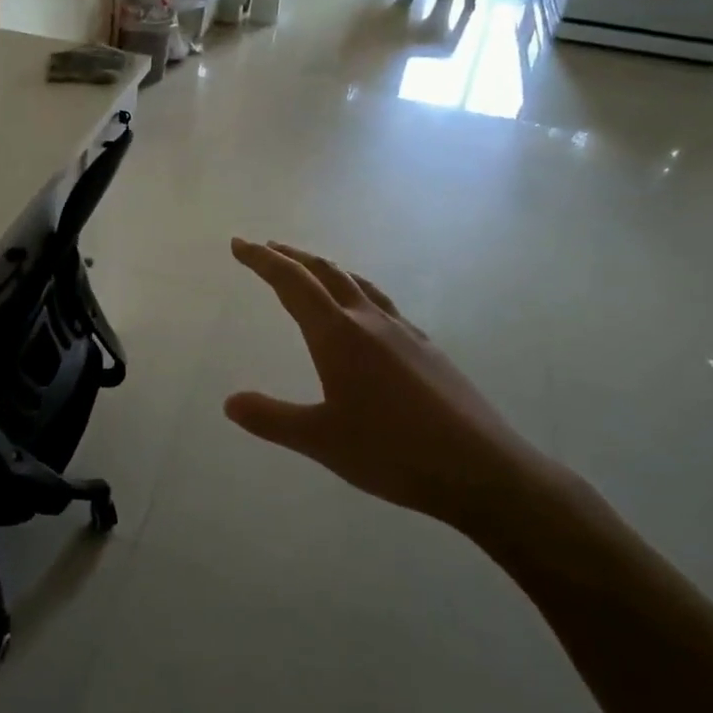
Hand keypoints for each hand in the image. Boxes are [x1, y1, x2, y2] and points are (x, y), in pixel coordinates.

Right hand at [226, 239, 560, 537]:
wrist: (482, 469)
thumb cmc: (393, 453)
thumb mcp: (321, 440)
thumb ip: (271, 419)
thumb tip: (230, 402)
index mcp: (338, 335)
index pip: (291, 283)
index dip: (262, 260)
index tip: (239, 244)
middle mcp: (369, 321)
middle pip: (325, 273)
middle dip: (291, 257)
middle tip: (267, 249)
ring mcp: (403, 331)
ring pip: (357, 283)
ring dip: (326, 269)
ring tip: (309, 269)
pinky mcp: (427, 347)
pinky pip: (381, 303)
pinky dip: (357, 291)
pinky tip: (363, 314)